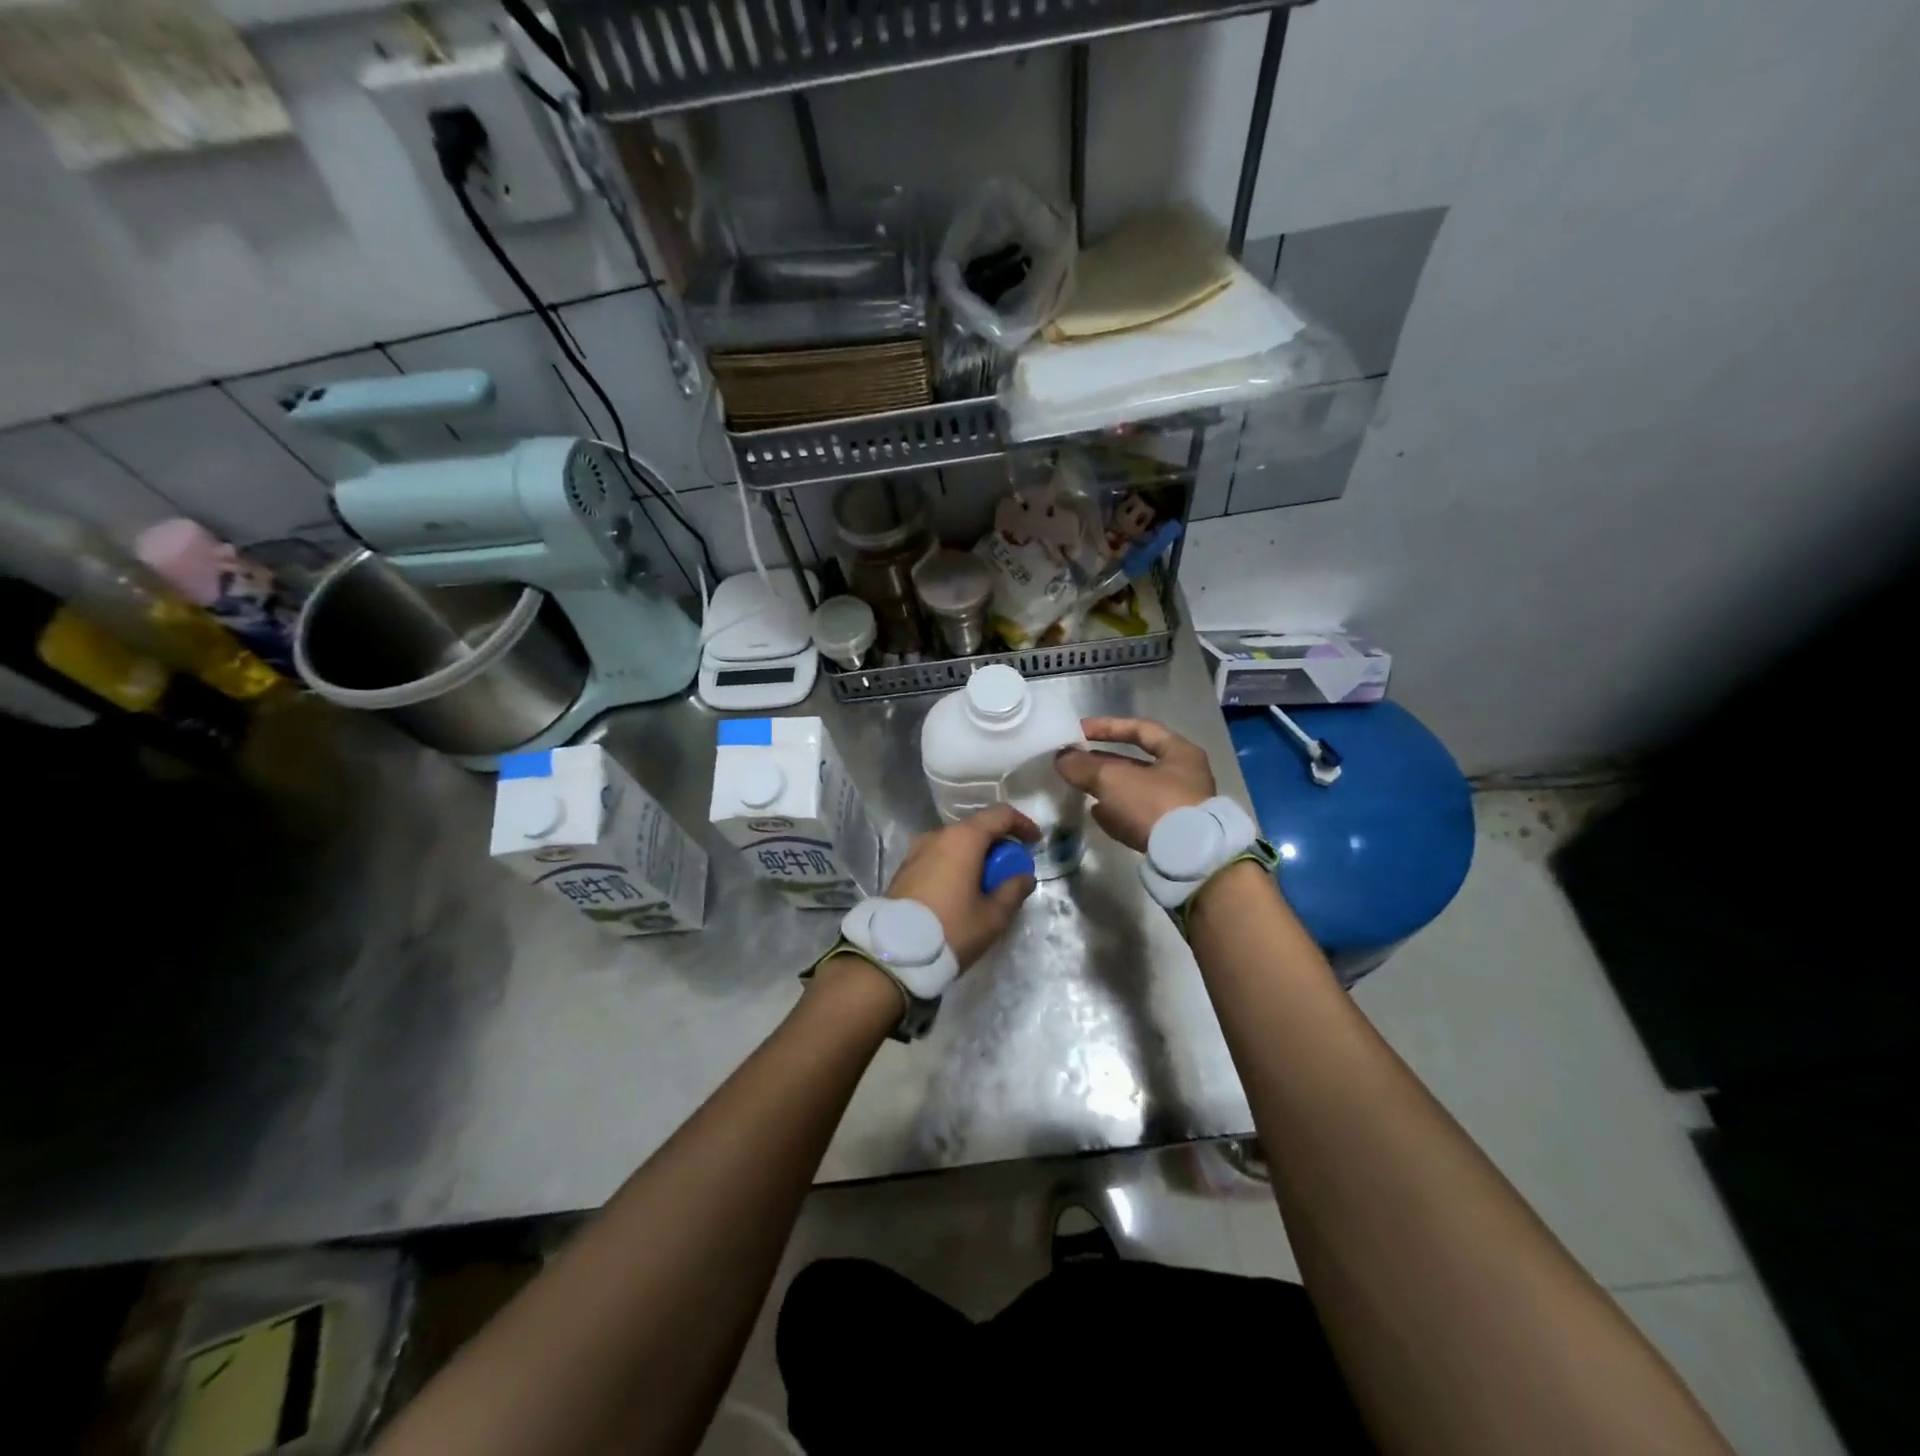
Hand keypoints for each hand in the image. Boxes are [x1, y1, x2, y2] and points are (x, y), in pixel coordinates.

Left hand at [887, 804, 1038, 969]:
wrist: (895, 952)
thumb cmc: (951, 928)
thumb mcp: (992, 916)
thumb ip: (1013, 890)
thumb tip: (1024, 877)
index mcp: (963, 839)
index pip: (1000, 815)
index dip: (1022, 824)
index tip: (1035, 842)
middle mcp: (938, 835)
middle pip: (976, 828)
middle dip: (998, 843)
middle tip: (1012, 869)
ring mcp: (917, 850)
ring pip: (955, 843)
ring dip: (975, 855)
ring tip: (986, 883)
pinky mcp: (904, 868)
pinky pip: (938, 856)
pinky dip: (956, 863)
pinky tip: (961, 889)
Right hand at [1053, 717, 1216, 852]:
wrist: (1187, 858)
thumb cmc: (1154, 804)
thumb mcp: (1113, 778)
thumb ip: (1084, 766)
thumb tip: (1062, 758)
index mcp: (1180, 753)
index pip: (1140, 729)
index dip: (1108, 727)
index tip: (1080, 731)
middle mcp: (1183, 778)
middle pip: (1136, 763)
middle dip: (1103, 762)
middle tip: (1075, 762)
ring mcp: (1178, 809)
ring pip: (1135, 792)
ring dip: (1108, 789)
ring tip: (1080, 787)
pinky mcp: (1170, 835)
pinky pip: (1138, 818)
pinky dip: (1116, 813)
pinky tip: (1096, 813)